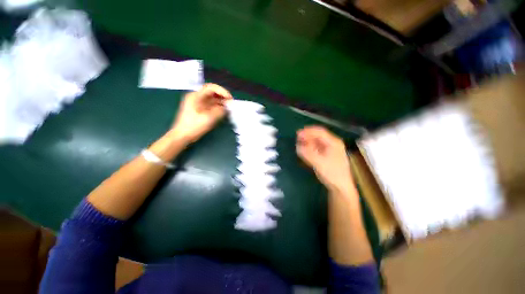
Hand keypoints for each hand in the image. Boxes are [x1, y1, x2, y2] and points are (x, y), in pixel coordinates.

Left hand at [171, 83, 232, 143]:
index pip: (211, 88)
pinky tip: (223, 112)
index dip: (222, 91)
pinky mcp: (200, 110)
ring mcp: (198, 103)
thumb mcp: (208, 118)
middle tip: (231, 104)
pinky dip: (218, 107)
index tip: (230, 98)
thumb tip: (226, 108)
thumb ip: (219, 111)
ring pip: (212, 99)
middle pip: (212, 93)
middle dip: (223, 97)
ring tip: (229, 108)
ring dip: (221, 102)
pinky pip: (211, 105)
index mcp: (196, 96)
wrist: (182, 136)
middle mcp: (197, 97)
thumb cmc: (193, 126)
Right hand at [296, 126, 353, 192]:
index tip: (298, 133)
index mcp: (334, 143)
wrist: (341, 187)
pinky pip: (317, 148)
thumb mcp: (319, 163)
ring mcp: (330, 149)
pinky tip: (305, 149)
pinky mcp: (327, 155)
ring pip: (317, 142)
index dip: (308, 131)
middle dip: (307, 136)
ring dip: (308, 141)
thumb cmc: (332, 174)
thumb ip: (308, 154)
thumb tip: (297, 146)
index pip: (320, 132)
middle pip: (318, 136)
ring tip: (299, 143)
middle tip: (297, 138)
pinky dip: (310, 147)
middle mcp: (333, 144)